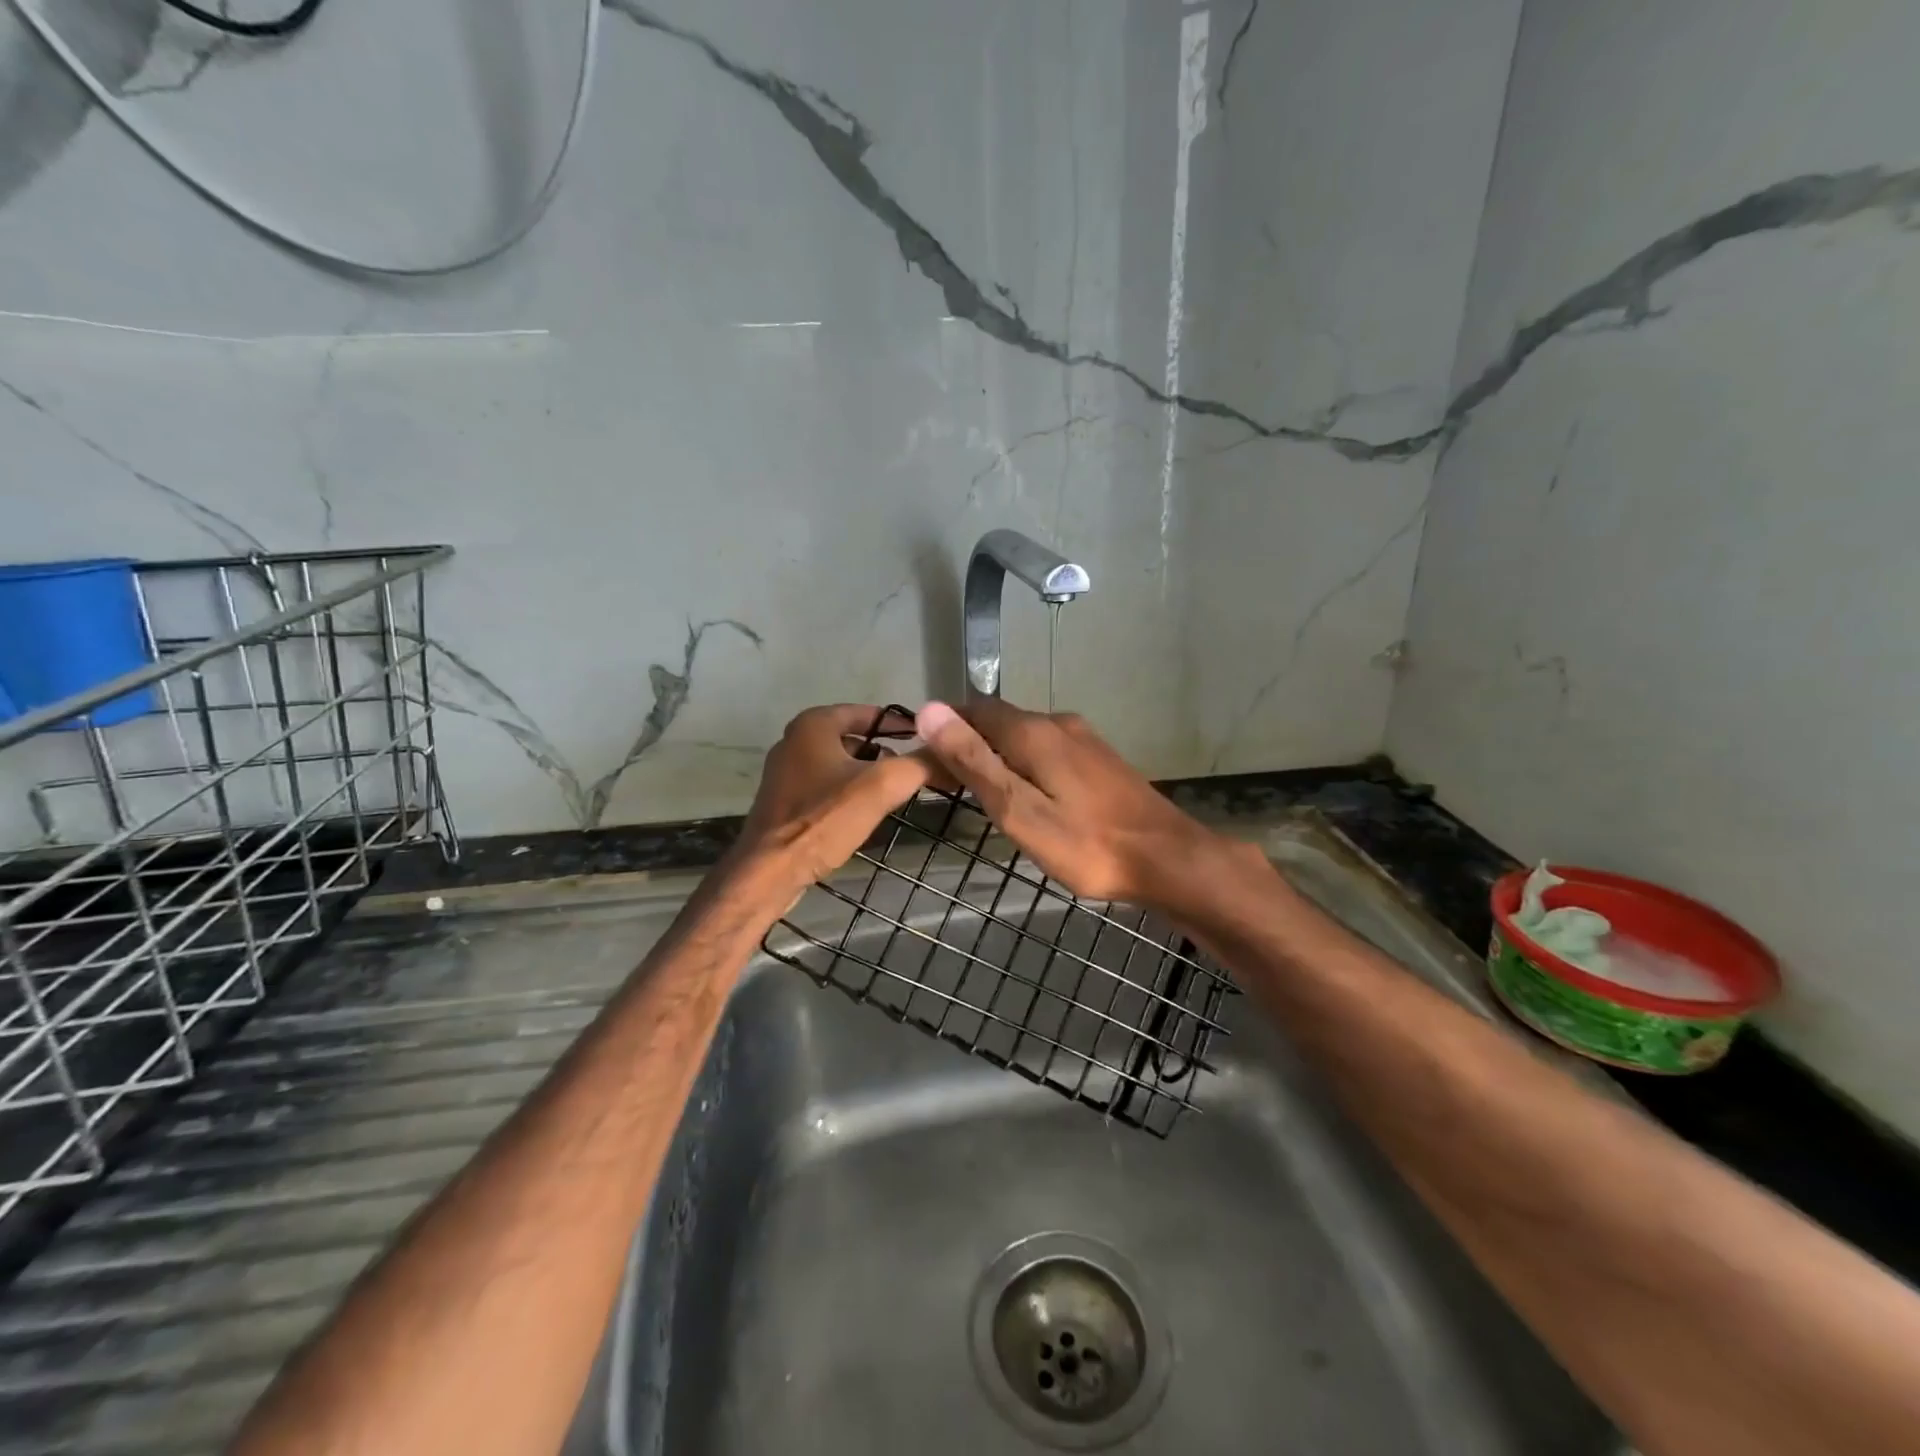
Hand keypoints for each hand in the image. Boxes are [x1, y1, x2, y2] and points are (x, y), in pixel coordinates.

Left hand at [736, 704, 930, 889]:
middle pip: (856, 738)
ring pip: (841, 764)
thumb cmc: (823, 819)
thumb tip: (952, 755)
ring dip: (869, 775)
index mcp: (814, 723)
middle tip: (916, 771)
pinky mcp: (784, 800)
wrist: (769, 871)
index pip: (870, 712)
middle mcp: (795, 739)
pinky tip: (866, 813)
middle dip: (887, 753)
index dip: (902, 725)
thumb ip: (920, 764)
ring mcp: (786, 771)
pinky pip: (827, 786)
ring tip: (897, 793)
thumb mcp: (882, 786)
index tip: (929, 742)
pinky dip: (849, 793)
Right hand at [914, 698, 1242, 910]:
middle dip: (967, 742)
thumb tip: (928, 710)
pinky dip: (1024, 762)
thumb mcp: (1018, 809)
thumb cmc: (1086, 843)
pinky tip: (1026, 793)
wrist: (1167, 858)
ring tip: (979, 792)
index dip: (943, 729)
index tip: (923, 761)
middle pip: (998, 720)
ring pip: (1024, 735)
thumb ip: (974, 760)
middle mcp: (1057, 723)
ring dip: (996, 753)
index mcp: (1032, 731)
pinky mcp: (1099, 759)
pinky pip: (1047, 749)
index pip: (972, 710)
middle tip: (945, 783)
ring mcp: (1083, 739)